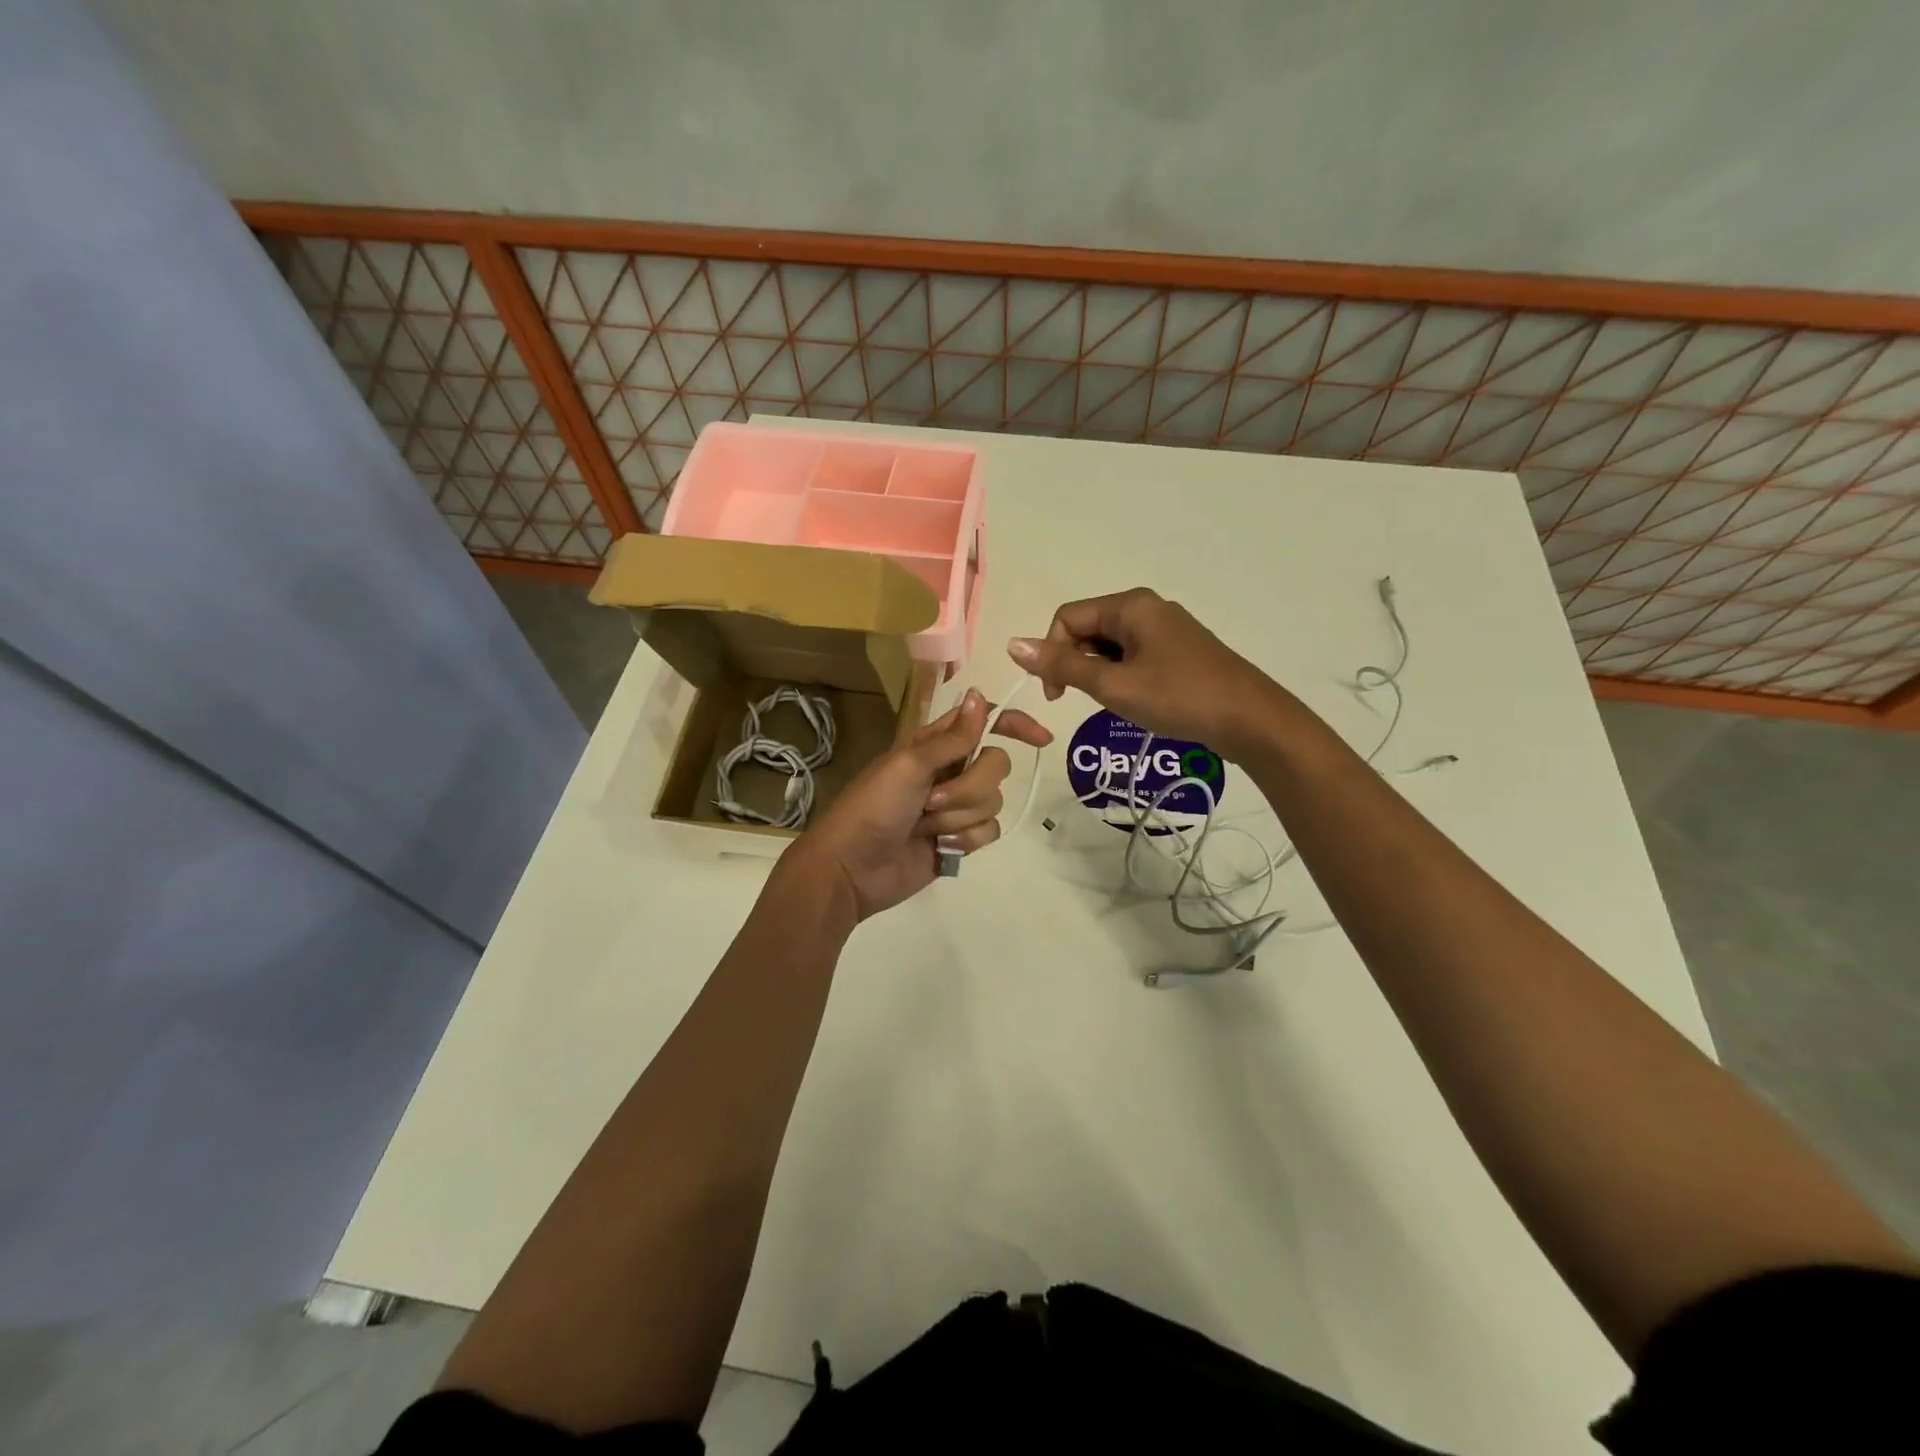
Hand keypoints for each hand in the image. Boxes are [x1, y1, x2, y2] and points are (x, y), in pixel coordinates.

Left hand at [791, 689, 1052, 921]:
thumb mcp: (909, 765)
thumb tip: (980, 695)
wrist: (852, 868)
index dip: (1015, 725)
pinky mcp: (960, 839)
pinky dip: (965, 840)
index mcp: (935, 745)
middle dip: (969, 787)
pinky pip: (989, 832)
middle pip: (997, 765)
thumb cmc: (873, 808)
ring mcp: (956, 807)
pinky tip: (939, 847)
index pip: (985, 723)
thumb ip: (952, 737)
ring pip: (994, 802)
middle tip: (931, 800)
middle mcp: (951, 771)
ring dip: (960, 816)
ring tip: (926, 827)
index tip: (1040, 738)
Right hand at [1008, 588, 1278, 759]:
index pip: (1067, 618)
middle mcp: (1147, 607)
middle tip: (1089, 701)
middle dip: (1078, 664)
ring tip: (1118, 703)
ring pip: (1111, 645)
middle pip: (1089, 628)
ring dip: (1100, 673)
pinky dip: (1123, 676)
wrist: (1250, 720)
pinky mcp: (1180, 650)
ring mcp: (1167, 628)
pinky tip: (1138, 701)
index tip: (1056, 697)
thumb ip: (1063, 665)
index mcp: (1130, 605)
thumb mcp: (1113, 685)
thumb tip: (1013, 645)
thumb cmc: (1178, 697)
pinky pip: (1134, 655)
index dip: (1052, 654)